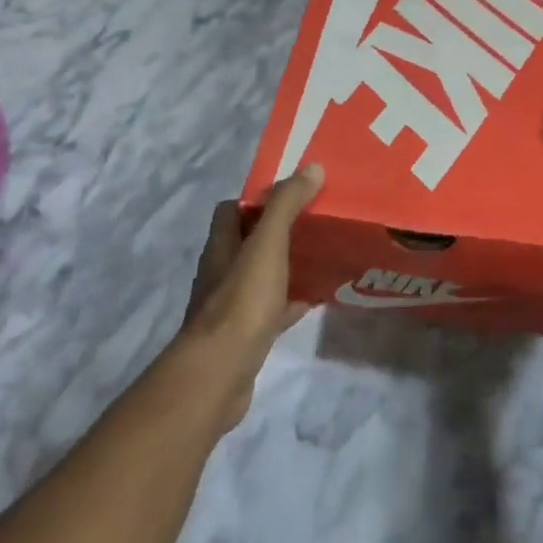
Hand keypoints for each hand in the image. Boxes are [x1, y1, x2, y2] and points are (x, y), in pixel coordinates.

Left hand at [177, 165, 324, 431]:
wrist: (219, 373)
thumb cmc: (241, 302)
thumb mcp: (267, 246)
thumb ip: (286, 206)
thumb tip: (312, 168)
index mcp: (221, 245)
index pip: (232, 210)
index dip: (259, 199)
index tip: (294, 193)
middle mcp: (221, 271)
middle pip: (249, 241)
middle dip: (279, 230)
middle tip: (317, 222)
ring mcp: (231, 305)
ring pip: (262, 275)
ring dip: (287, 264)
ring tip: (323, 254)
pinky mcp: (245, 335)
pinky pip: (272, 309)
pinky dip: (292, 300)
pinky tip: (317, 299)